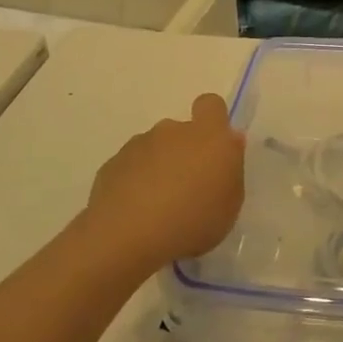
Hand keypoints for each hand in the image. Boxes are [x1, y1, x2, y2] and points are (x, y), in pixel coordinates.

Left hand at [87, 94, 243, 270]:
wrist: (127, 237)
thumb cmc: (192, 221)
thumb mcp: (230, 205)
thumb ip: (230, 170)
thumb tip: (228, 146)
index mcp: (208, 136)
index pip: (211, 104)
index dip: (212, 120)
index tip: (213, 148)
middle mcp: (172, 131)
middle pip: (181, 131)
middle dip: (183, 153)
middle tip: (186, 190)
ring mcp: (139, 145)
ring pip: (154, 150)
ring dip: (158, 169)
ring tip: (157, 208)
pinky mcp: (112, 164)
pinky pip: (130, 168)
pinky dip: (133, 184)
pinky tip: (134, 214)